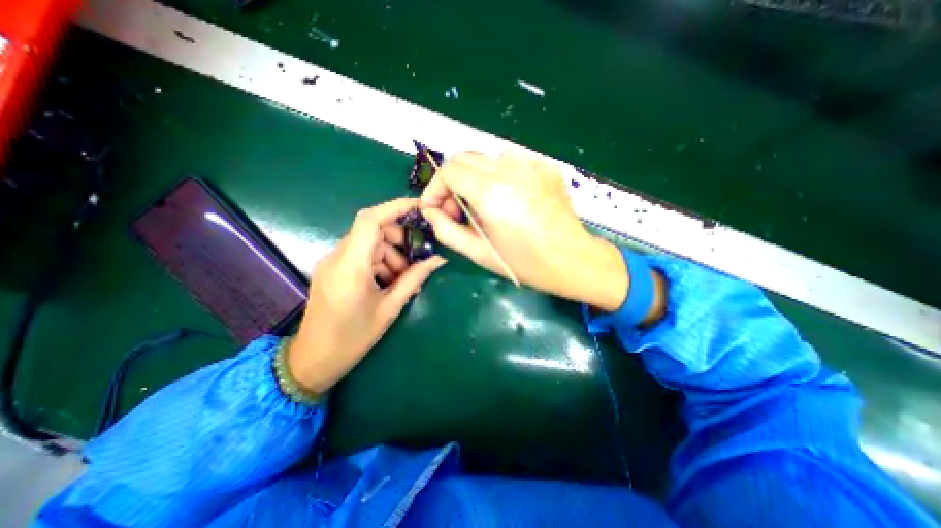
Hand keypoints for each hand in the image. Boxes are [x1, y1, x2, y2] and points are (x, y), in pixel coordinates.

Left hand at [290, 196, 445, 391]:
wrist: (314, 360)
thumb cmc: (353, 338)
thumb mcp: (390, 308)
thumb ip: (415, 278)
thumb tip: (439, 259)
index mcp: (350, 267)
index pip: (370, 220)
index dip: (395, 207)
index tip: (420, 208)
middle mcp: (337, 257)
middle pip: (372, 230)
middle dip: (399, 238)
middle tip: (417, 258)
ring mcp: (332, 262)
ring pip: (369, 243)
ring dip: (391, 254)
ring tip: (404, 278)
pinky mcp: (333, 269)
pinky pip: (361, 255)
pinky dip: (380, 262)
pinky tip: (390, 282)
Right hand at [418, 151, 622, 311]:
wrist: (573, 260)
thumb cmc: (526, 264)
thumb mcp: (481, 254)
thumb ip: (447, 231)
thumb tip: (431, 212)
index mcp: (493, 193)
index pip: (449, 171)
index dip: (435, 188)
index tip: (435, 208)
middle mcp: (511, 169)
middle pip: (464, 158)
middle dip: (452, 182)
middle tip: (456, 209)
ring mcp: (532, 164)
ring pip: (486, 157)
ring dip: (474, 178)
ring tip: (483, 205)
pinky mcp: (546, 166)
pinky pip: (511, 161)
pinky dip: (498, 176)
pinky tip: (508, 198)